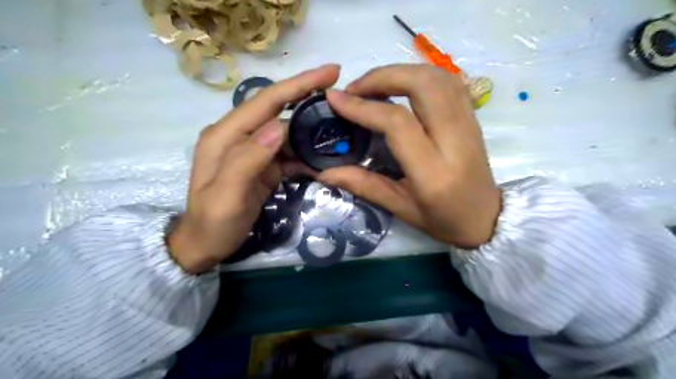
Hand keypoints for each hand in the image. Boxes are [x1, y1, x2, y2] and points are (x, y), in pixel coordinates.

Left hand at [167, 63, 337, 272]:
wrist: (205, 245)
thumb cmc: (213, 222)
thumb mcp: (227, 195)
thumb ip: (248, 159)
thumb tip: (279, 127)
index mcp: (226, 135)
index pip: (266, 101)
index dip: (298, 84)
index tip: (330, 72)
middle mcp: (240, 136)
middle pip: (278, 110)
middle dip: (309, 98)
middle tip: (341, 95)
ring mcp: (253, 152)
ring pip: (287, 132)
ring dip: (312, 130)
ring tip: (339, 127)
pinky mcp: (263, 166)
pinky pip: (289, 154)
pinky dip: (306, 155)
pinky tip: (323, 159)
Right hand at [318, 64, 500, 248]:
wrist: (488, 219)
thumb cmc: (443, 221)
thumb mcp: (400, 208)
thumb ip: (363, 185)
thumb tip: (324, 173)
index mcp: (433, 171)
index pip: (397, 123)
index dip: (363, 106)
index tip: (336, 98)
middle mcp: (454, 140)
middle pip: (422, 85)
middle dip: (383, 77)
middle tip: (355, 88)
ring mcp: (469, 125)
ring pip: (437, 77)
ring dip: (401, 71)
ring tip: (375, 85)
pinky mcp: (473, 118)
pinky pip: (449, 82)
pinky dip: (421, 75)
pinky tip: (403, 85)